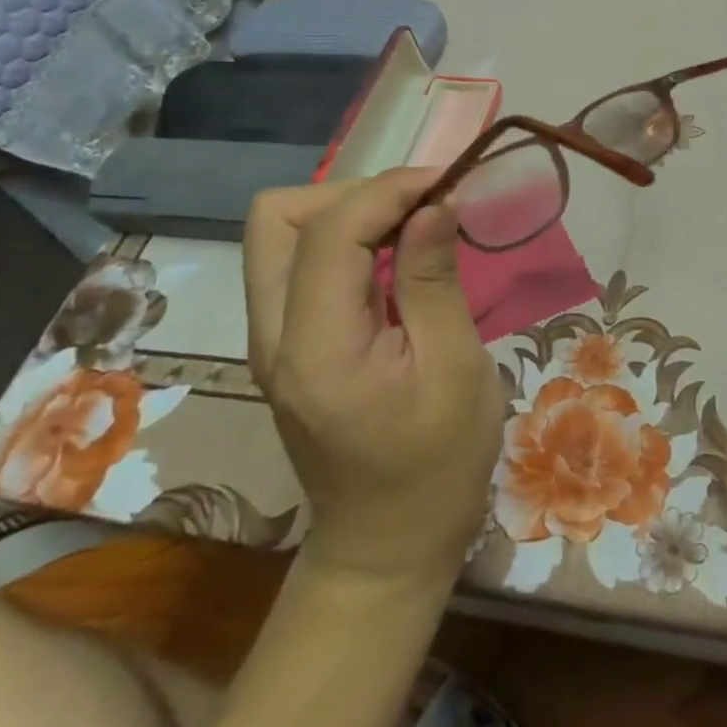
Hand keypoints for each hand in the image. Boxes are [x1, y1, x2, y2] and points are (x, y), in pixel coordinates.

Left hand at [243, 169, 504, 586]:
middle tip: (418, 208)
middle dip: (352, 194)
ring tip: (410, 225)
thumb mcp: (455, 368)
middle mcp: (273, 335)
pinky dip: (345, 239)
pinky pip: (298, 263)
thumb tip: (434, 203)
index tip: (447, 183)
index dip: (388, 189)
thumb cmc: (438, 462)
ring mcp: (271, 341)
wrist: (388, 543)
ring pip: (280, 235)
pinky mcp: (286, 345)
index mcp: (316, 347)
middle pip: (276, 218)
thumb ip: (433, 279)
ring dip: (346, 212)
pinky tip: (393, 255)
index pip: (328, 230)